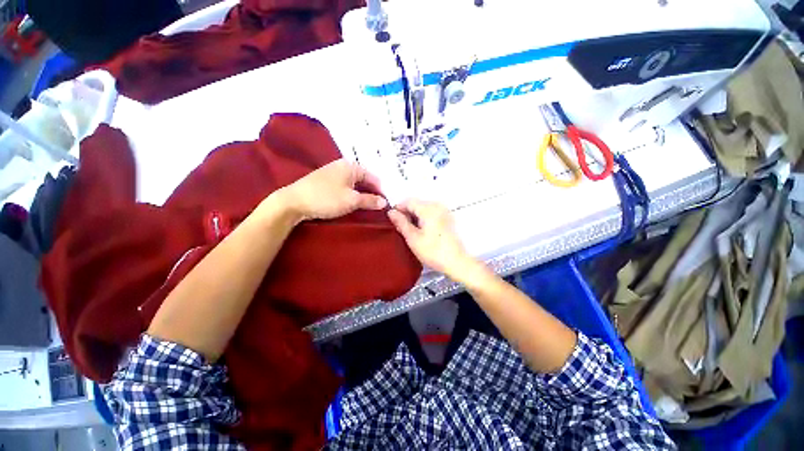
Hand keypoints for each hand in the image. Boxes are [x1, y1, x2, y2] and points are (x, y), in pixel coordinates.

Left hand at [282, 159, 386, 221]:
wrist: (293, 202)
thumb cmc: (326, 198)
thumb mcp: (351, 201)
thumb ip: (370, 200)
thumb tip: (385, 202)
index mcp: (351, 166)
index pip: (373, 177)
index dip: (381, 189)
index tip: (387, 202)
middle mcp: (342, 166)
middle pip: (364, 178)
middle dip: (372, 191)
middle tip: (379, 204)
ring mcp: (332, 172)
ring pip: (354, 183)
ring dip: (362, 193)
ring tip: (369, 204)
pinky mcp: (325, 181)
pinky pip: (345, 185)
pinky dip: (352, 193)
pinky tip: (353, 201)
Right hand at [387, 200, 477, 280]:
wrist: (456, 262)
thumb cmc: (433, 251)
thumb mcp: (413, 238)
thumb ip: (401, 223)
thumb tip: (391, 212)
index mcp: (428, 208)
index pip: (408, 201)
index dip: (398, 209)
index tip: (392, 220)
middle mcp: (438, 206)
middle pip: (417, 204)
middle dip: (406, 213)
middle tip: (400, 228)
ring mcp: (444, 212)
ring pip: (423, 209)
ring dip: (414, 217)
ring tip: (410, 232)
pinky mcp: (447, 219)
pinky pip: (431, 214)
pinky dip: (423, 219)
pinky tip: (421, 232)